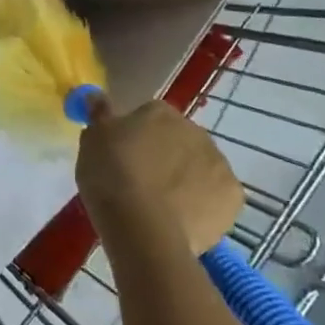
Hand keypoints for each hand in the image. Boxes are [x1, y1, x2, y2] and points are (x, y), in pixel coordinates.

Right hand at [75, 97, 242, 256]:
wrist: (142, 227)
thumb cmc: (111, 176)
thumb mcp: (91, 140)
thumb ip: (98, 115)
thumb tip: (95, 96)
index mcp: (160, 112)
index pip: (148, 117)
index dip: (135, 137)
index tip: (122, 157)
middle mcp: (195, 130)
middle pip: (178, 140)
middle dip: (165, 156)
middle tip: (140, 182)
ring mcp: (219, 164)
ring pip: (200, 168)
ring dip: (186, 179)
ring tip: (160, 206)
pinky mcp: (233, 198)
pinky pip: (215, 197)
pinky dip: (203, 205)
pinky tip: (182, 220)